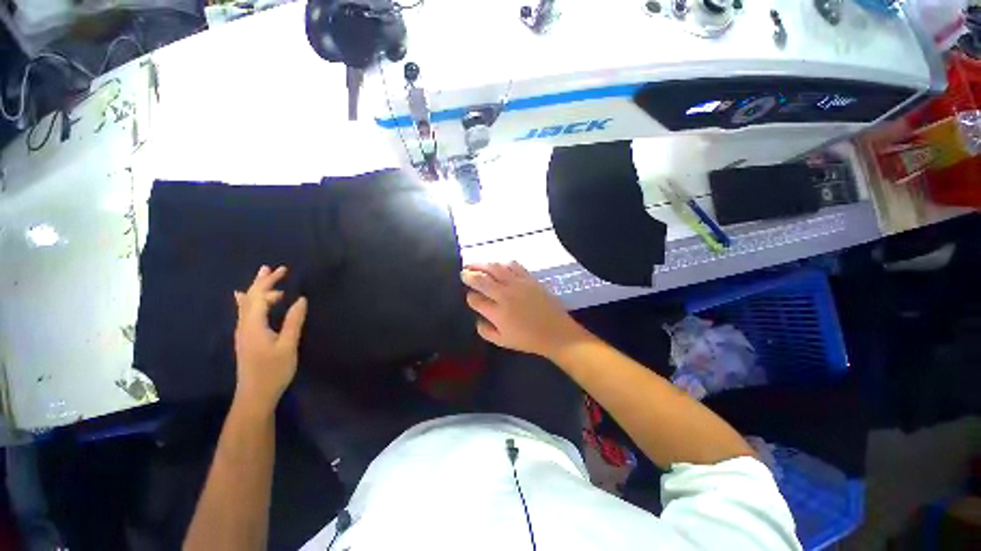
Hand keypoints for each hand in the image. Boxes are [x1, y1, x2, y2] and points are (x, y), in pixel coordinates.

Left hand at [233, 265, 307, 415]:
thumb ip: (294, 321)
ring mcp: (243, 332)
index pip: (259, 296)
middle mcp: (244, 325)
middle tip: (272, 268)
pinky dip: (250, 302)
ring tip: (263, 278)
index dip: (270, 282)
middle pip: (249, 298)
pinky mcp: (246, 338)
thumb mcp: (288, 345)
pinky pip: (245, 313)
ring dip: (256, 290)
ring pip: (246, 305)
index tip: (285, 271)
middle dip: (262, 282)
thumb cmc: (274, 370)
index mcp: (253, 325)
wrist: (255, 395)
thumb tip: (301, 299)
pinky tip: (245, 300)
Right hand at [462, 262, 590, 358]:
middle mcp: (504, 294)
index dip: (470, 297)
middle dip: (469, 274)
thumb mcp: (503, 342)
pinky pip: (513, 265)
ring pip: (495, 268)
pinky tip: (498, 265)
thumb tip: (477, 319)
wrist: (556, 332)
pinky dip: (502, 263)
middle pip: (481, 279)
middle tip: (463, 272)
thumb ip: (485, 331)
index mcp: (497, 312)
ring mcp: (517, 284)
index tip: (470, 297)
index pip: (476, 299)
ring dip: (482, 264)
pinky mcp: (529, 278)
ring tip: (474, 263)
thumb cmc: (528, 339)